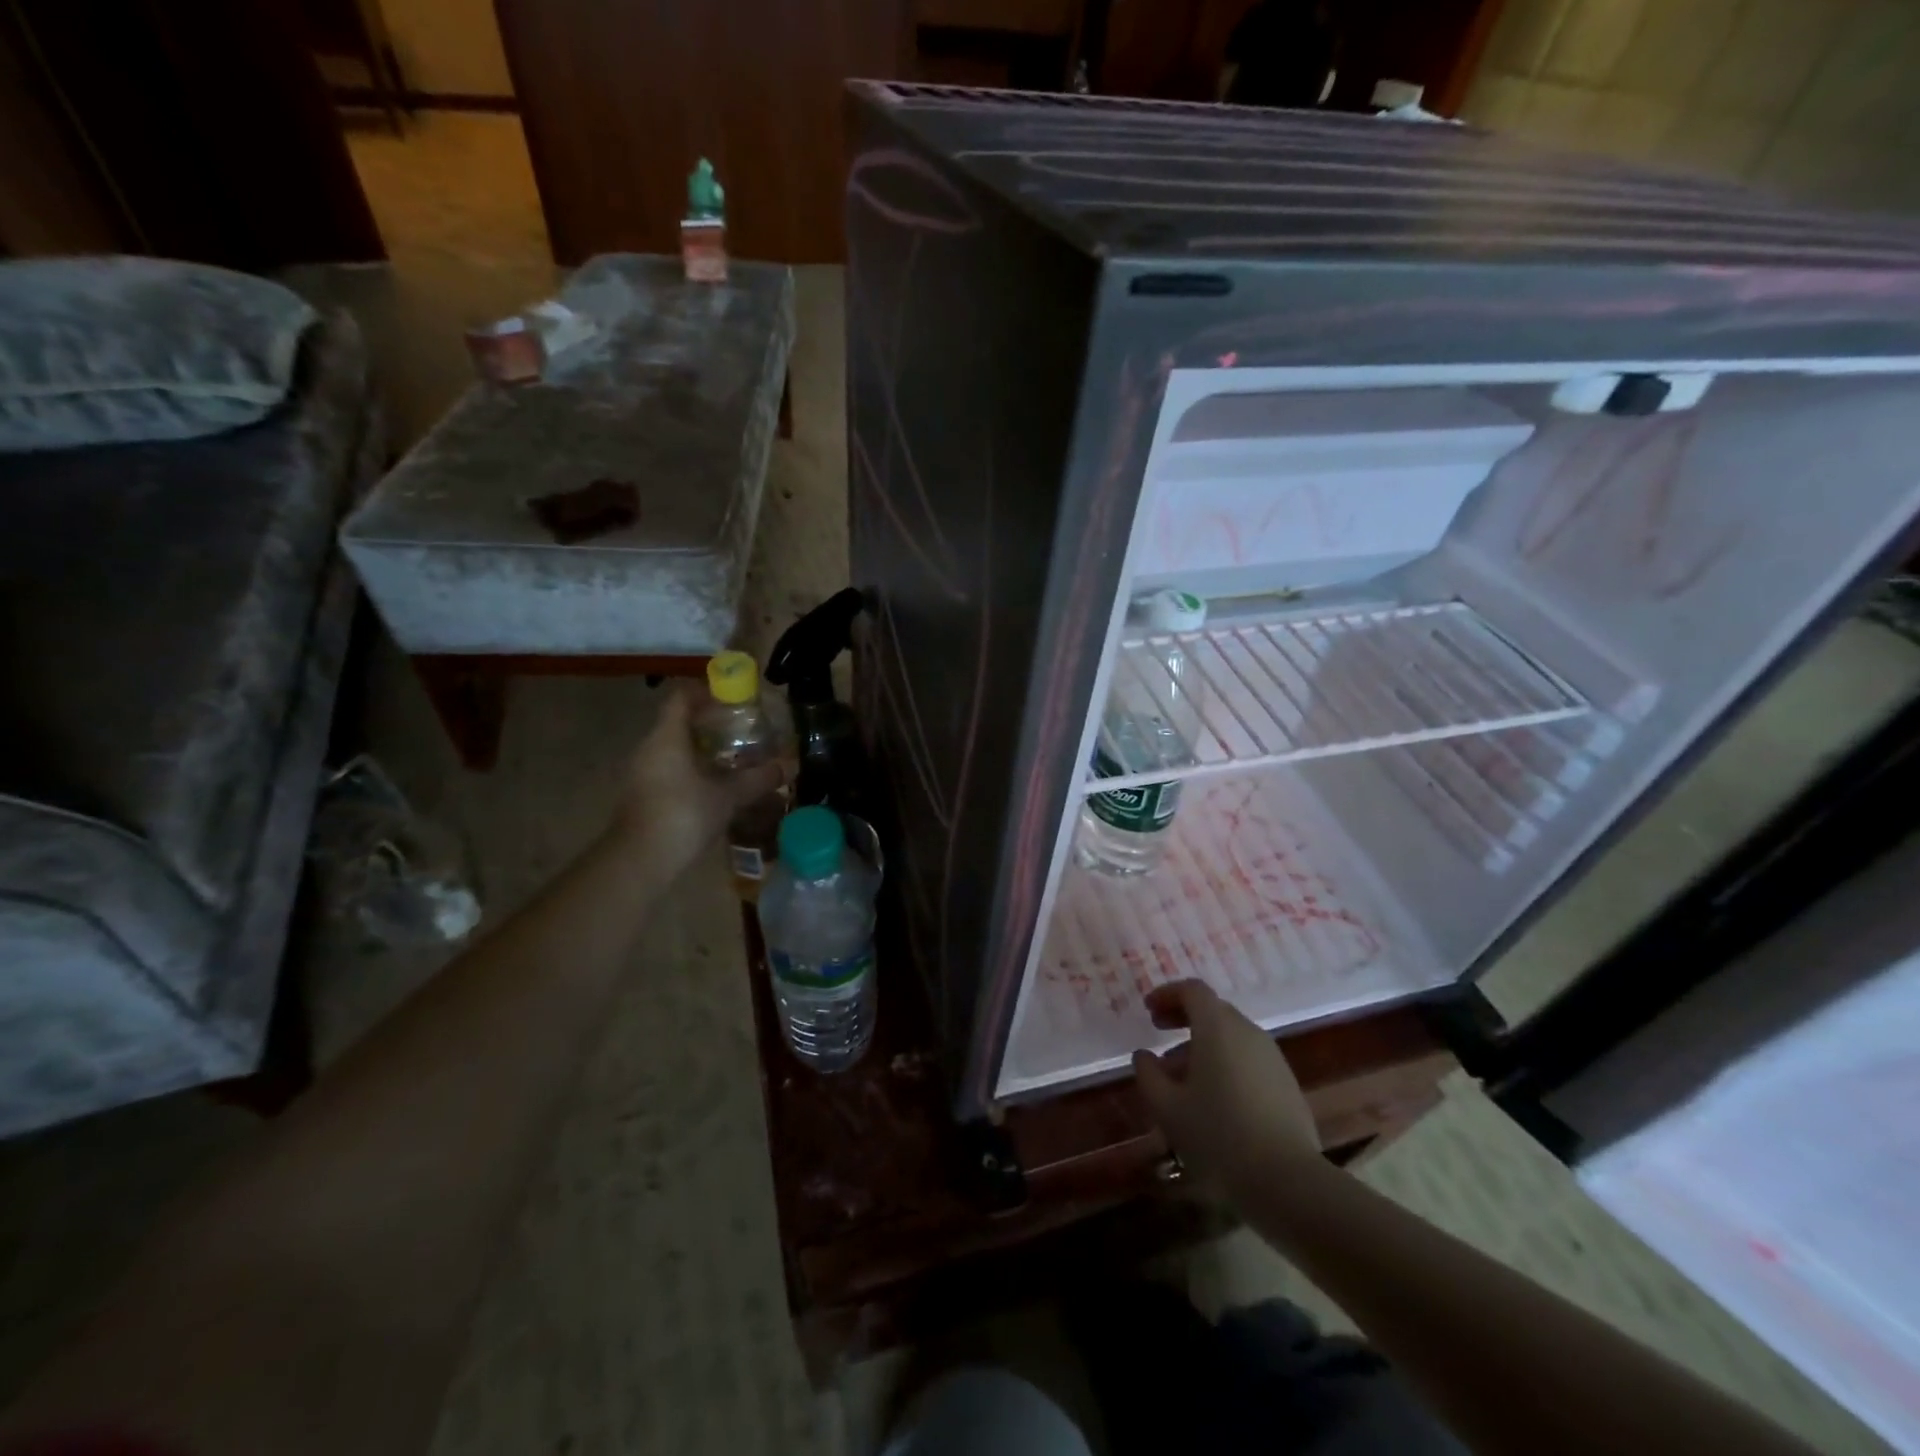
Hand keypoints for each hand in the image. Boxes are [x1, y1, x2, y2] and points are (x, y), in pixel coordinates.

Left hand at [611, 687, 786, 880]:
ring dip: (701, 750)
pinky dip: (691, 771)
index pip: (682, 698)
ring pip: (673, 749)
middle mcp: (649, 748)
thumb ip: (758, 779)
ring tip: (733, 759)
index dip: (706, 691)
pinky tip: (714, 787)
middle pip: (678, 723)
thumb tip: (789, 766)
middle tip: (741, 730)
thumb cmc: (683, 816)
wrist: (639, 862)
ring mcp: (641, 774)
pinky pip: (669, 771)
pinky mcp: (641, 796)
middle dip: (710, 724)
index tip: (732, 697)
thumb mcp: (728, 796)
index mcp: (667, 737)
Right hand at [1132, 980, 1321, 1200]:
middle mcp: (1248, 1032)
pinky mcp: (1287, 1084)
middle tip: (1159, 1034)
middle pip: (1213, 1010)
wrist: (1288, 1182)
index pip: (1192, 990)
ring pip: (1231, 1036)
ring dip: (1203, 1044)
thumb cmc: (1218, 1136)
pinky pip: (1248, 1058)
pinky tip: (1214, 1098)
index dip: (1167, 994)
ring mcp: (1272, 1058)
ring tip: (1181, 1076)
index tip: (1148, 1010)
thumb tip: (1143, 1055)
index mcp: (1217, 1028)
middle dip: (1183, 1017)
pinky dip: (1225, 1062)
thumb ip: (1148, 1074)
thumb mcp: (1167, 1108)